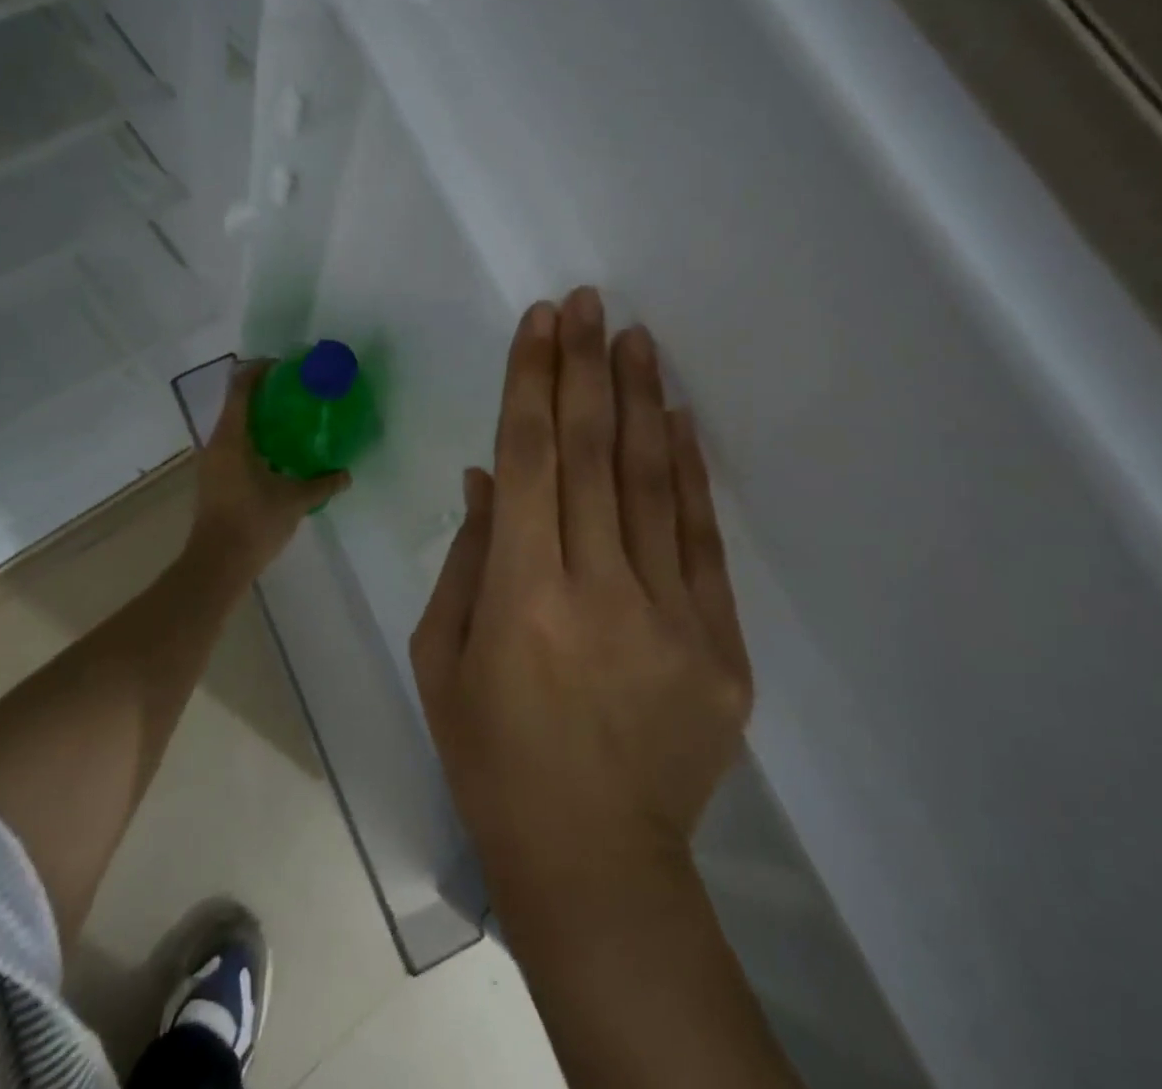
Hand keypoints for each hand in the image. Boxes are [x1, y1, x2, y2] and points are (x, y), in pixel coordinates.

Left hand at [187, 359, 351, 581]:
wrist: (217, 565)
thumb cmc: (253, 523)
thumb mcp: (294, 501)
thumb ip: (322, 484)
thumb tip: (346, 474)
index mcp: (232, 438)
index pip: (241, 389)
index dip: (259, 370)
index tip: (284, 366)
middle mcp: (217, 444)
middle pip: (237, 405)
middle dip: (265, 394)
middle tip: (297, 393)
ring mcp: (212, 463)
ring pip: (235, 428)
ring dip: (260, 419)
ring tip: (292, 421)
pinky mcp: (215, 480)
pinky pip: (235, 447)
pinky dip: (256, 440)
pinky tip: (280, 453)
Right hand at [410, 289, 751, 894]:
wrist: (594, 860)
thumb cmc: (491, 756)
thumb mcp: (441, 656)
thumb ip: (467, 556)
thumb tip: (489, 476)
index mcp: (520, 596)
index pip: (529, 459)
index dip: (532, 382)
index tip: (540, 321)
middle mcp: (598, 591)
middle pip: (593, 453)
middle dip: (585, 367)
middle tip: (589, 301)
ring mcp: (671, 616)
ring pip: (654, 482)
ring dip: (642, 400)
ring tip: (636, 337)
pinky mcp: (721, 645)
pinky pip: (701, 539)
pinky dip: (690, 472)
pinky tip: (679, 418)